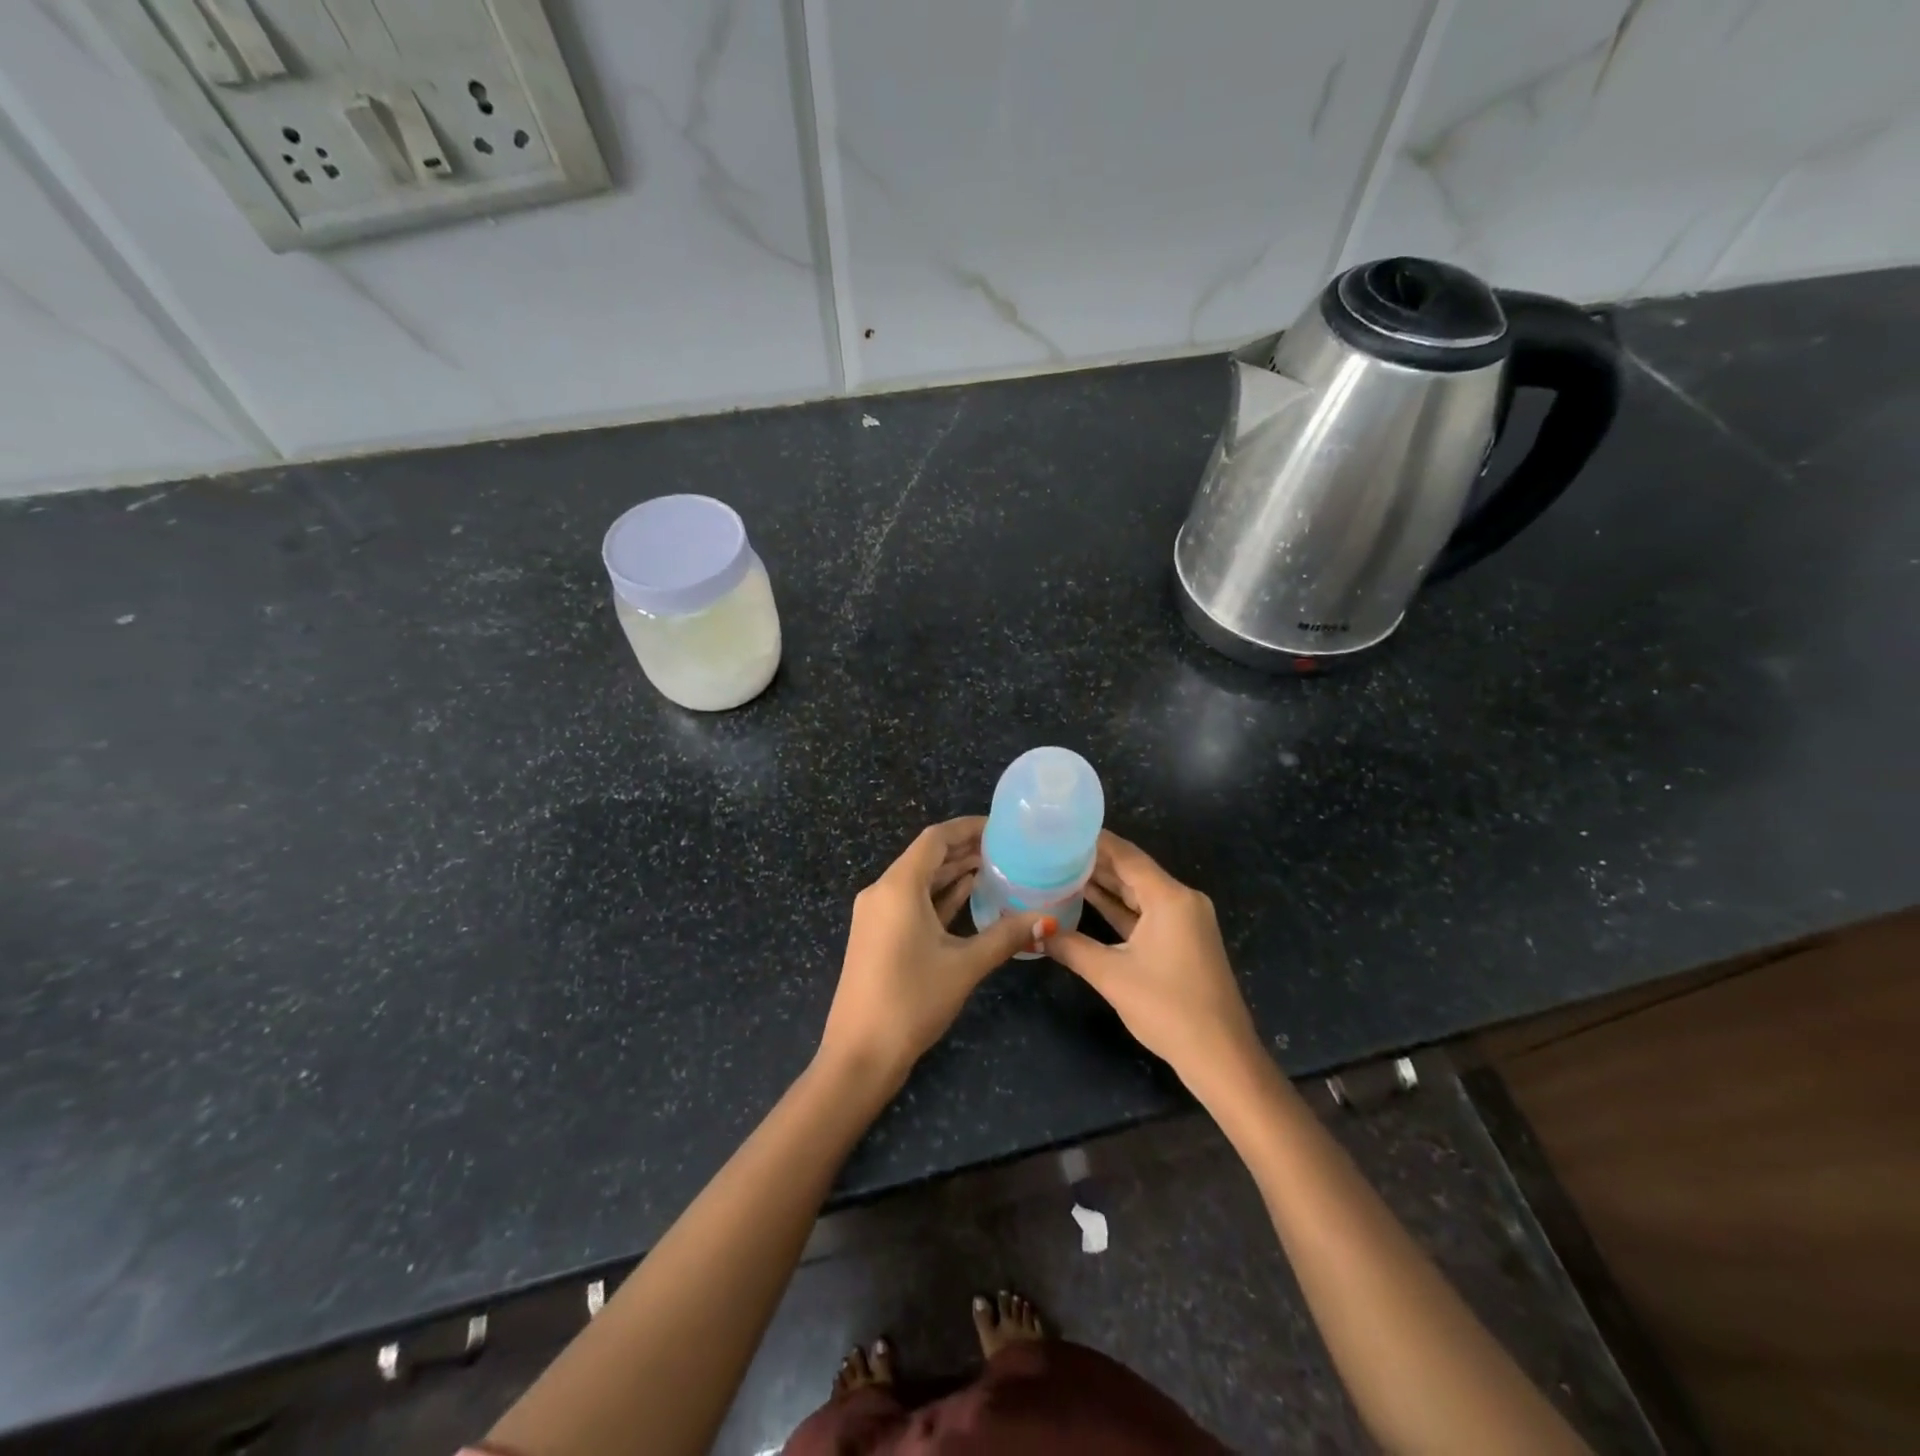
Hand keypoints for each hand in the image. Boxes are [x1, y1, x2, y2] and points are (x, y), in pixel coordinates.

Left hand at [817, 817, 1052, 1088]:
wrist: (860, 1054)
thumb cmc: (911, 1001)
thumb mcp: (964, 966)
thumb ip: (1005, 936)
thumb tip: (1047, 919)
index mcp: (898, 887)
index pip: (935, 838)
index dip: (968, 828)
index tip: (1002, 828)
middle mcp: (882, 891)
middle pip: (927, 857)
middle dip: (965, 850)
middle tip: (1009, 849)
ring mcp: (877, 914)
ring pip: (920, 881)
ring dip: (954, 873)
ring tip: (998, 868)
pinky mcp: (878, 935)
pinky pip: (912, 903)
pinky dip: (940, 897)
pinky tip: (971, 898)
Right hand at [1043, 832, 1263, 1092]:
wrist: (1220, 1057)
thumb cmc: (1168, 1009)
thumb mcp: (1112, 975)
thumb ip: (1070, 947)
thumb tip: (1033, 931)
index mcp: (1170, 897)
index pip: (1126, 855)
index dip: (1094, 840)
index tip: (1061, 828)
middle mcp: (1181, 900)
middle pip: (1133, 871)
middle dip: (1095, 861)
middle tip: (1053, 848)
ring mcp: (1184, 921)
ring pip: (1138, 892)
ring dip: (1105, 884)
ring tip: (1062, 868)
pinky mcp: (1182, 941)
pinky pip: (1145, 913)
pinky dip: (1119, 908)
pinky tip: (1088, 901)